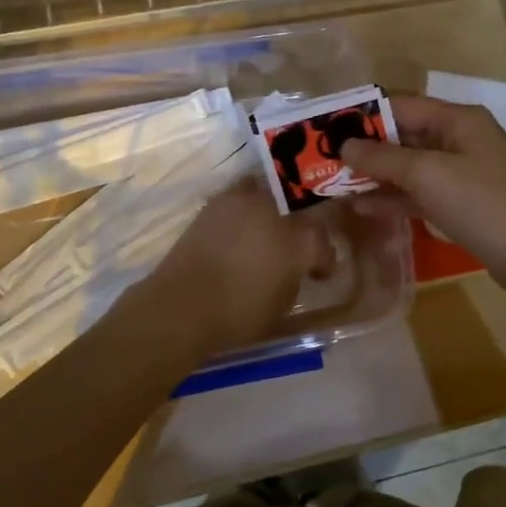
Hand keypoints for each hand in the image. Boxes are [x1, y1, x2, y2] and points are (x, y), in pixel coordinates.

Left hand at [135, 181, 335, 357]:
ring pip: (269, 192)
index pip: (323, 242)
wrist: (181, 305)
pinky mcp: (215, 203)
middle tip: (294, 245)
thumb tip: (294, 269)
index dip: (324, 260)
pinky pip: (240, 197)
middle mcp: (275, 210)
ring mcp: (243, 201)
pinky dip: (244, 210)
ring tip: (266, 229)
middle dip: (300, 225)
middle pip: (298, 207)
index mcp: (299, 239)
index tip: (318, 274)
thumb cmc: (237, 314)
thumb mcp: (281, 304)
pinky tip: (240, 230)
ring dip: (273, 208)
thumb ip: (294, 278)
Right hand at [341, 95, 505, 294]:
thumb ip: (383, 159)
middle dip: (366, 149)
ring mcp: (462, 172)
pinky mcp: (461, 202)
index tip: (327, 130)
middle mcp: (459, 139)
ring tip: (334, 185)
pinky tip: (362, 207)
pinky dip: (394, 197)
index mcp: (457, 119)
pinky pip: (420, 192)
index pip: (402, 106)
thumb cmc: (482, 203)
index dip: (364, 116)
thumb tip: (344, 146)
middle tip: (324, 161)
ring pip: (410, 167)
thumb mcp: (427, 175)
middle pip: (404, 136)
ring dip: (376, 175)